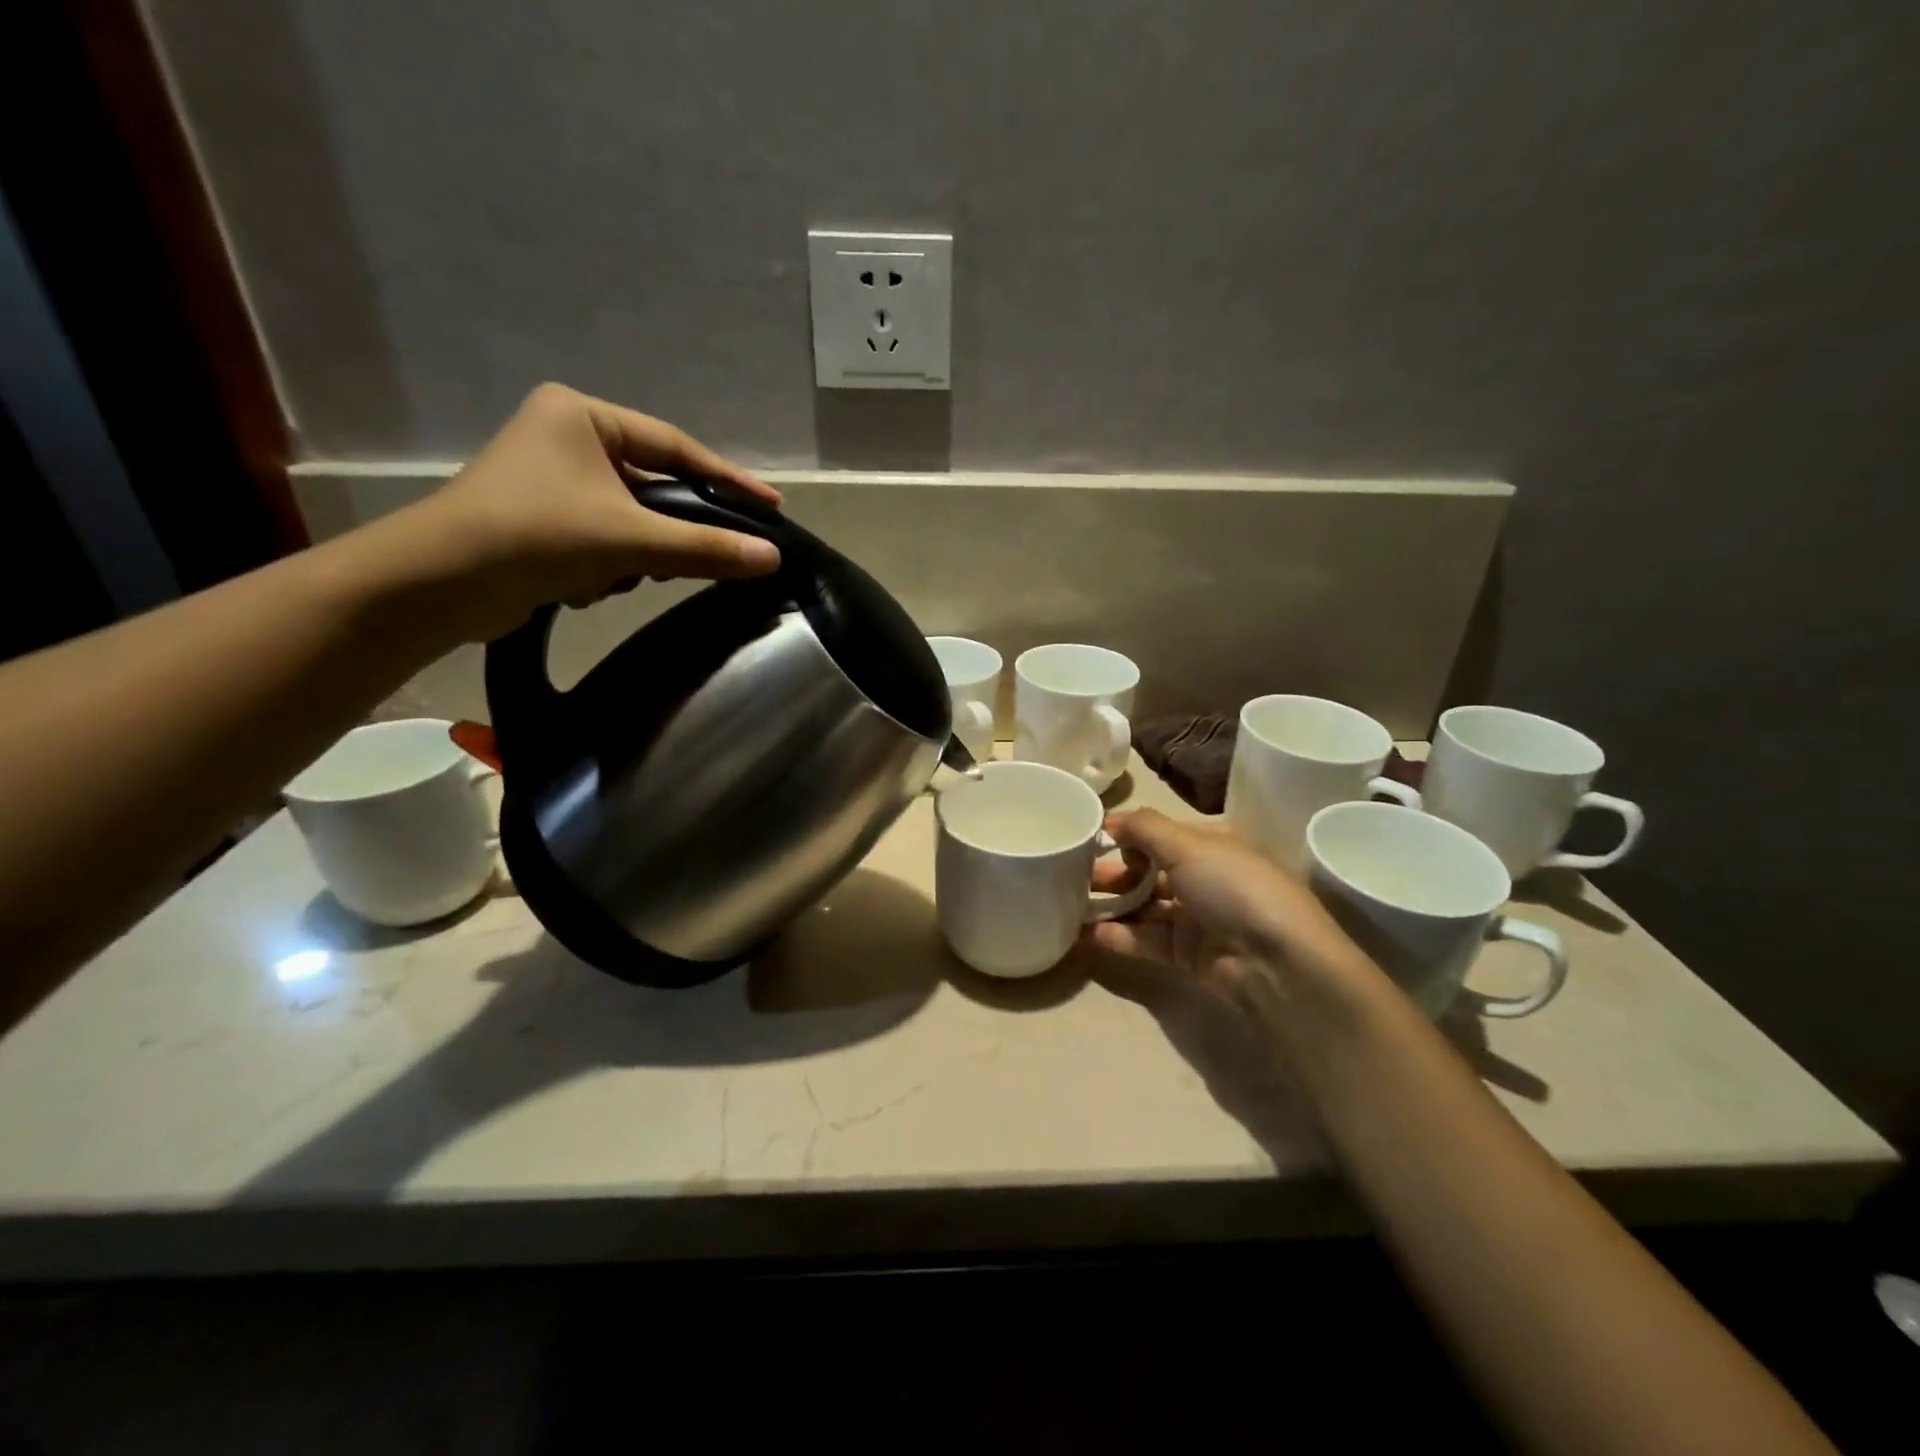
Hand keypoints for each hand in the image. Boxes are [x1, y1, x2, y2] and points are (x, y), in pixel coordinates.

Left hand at [405, 383, 783, 638]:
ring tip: (622, 577)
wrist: (438, 584)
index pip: (676, 447)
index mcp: (584, 417)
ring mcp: (554, 480)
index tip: (772, 507)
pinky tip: (588, 585)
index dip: (729, 480)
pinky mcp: (544, 520)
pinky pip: (605, 538)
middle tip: (716, 554)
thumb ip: (705, 547)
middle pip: (654, 486)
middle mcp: (567, 438)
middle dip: (671, 529)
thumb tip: (772, 557)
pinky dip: (608, 565)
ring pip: (632, 519)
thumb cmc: (535, 536)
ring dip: (635, 554)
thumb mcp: (630, 540)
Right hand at [1085, 808, 1378, 1035]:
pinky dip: (1118, 936)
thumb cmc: (1234, 888)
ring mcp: (1195, 917)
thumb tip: (1111, 820)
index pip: (1158, 833)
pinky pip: (1145, 940)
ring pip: (1143, 906)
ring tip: (1068, 904)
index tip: (1085, 838)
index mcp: (1210, 844)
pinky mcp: (1187, 954)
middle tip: (1069, 874)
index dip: (1124, 834)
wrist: (1278, 963)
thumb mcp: (1189, 845)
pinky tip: (1086, 935)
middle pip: (1147, 870)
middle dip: (1111, 871)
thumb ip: (1144, 828)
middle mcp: (1203, 876)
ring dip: (1110, 904)